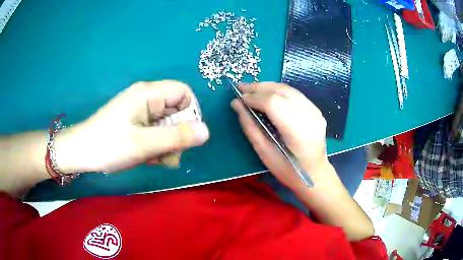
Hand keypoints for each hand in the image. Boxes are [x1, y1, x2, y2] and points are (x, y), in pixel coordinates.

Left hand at [55, 80, 209, 172]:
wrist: (81, 152)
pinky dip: (157, 146)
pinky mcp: (136, 123)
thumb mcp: (144, 144)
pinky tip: (150, 159)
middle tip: (170, 155)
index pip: (184, 93)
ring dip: (168, 144)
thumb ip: (176, 137)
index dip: (191, 113)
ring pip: (167, 124)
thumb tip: (207, 131)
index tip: (187, 136)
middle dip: (178, 135)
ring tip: (157, 160)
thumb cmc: (108, 145)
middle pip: (177, 111)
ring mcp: (141, 112)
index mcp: (148, 94)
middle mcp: (147, 98)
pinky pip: (156, 131)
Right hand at [231, 82, 330, 190]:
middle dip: (259, 87)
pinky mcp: (316, 110)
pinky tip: (267, 94)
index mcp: (298, 133)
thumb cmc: (288, 170)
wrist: (315, 174)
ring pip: (289, 89)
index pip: (274, 104)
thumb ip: (250, 127)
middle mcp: (311, 117)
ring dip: (268, 86)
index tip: (240, 98)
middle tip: (242, 88)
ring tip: (251, 89)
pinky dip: (278, 91)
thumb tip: (236, 104)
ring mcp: (316, 112)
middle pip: (282, 91)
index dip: (255, 97)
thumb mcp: (265, 153)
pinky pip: (294, 94)